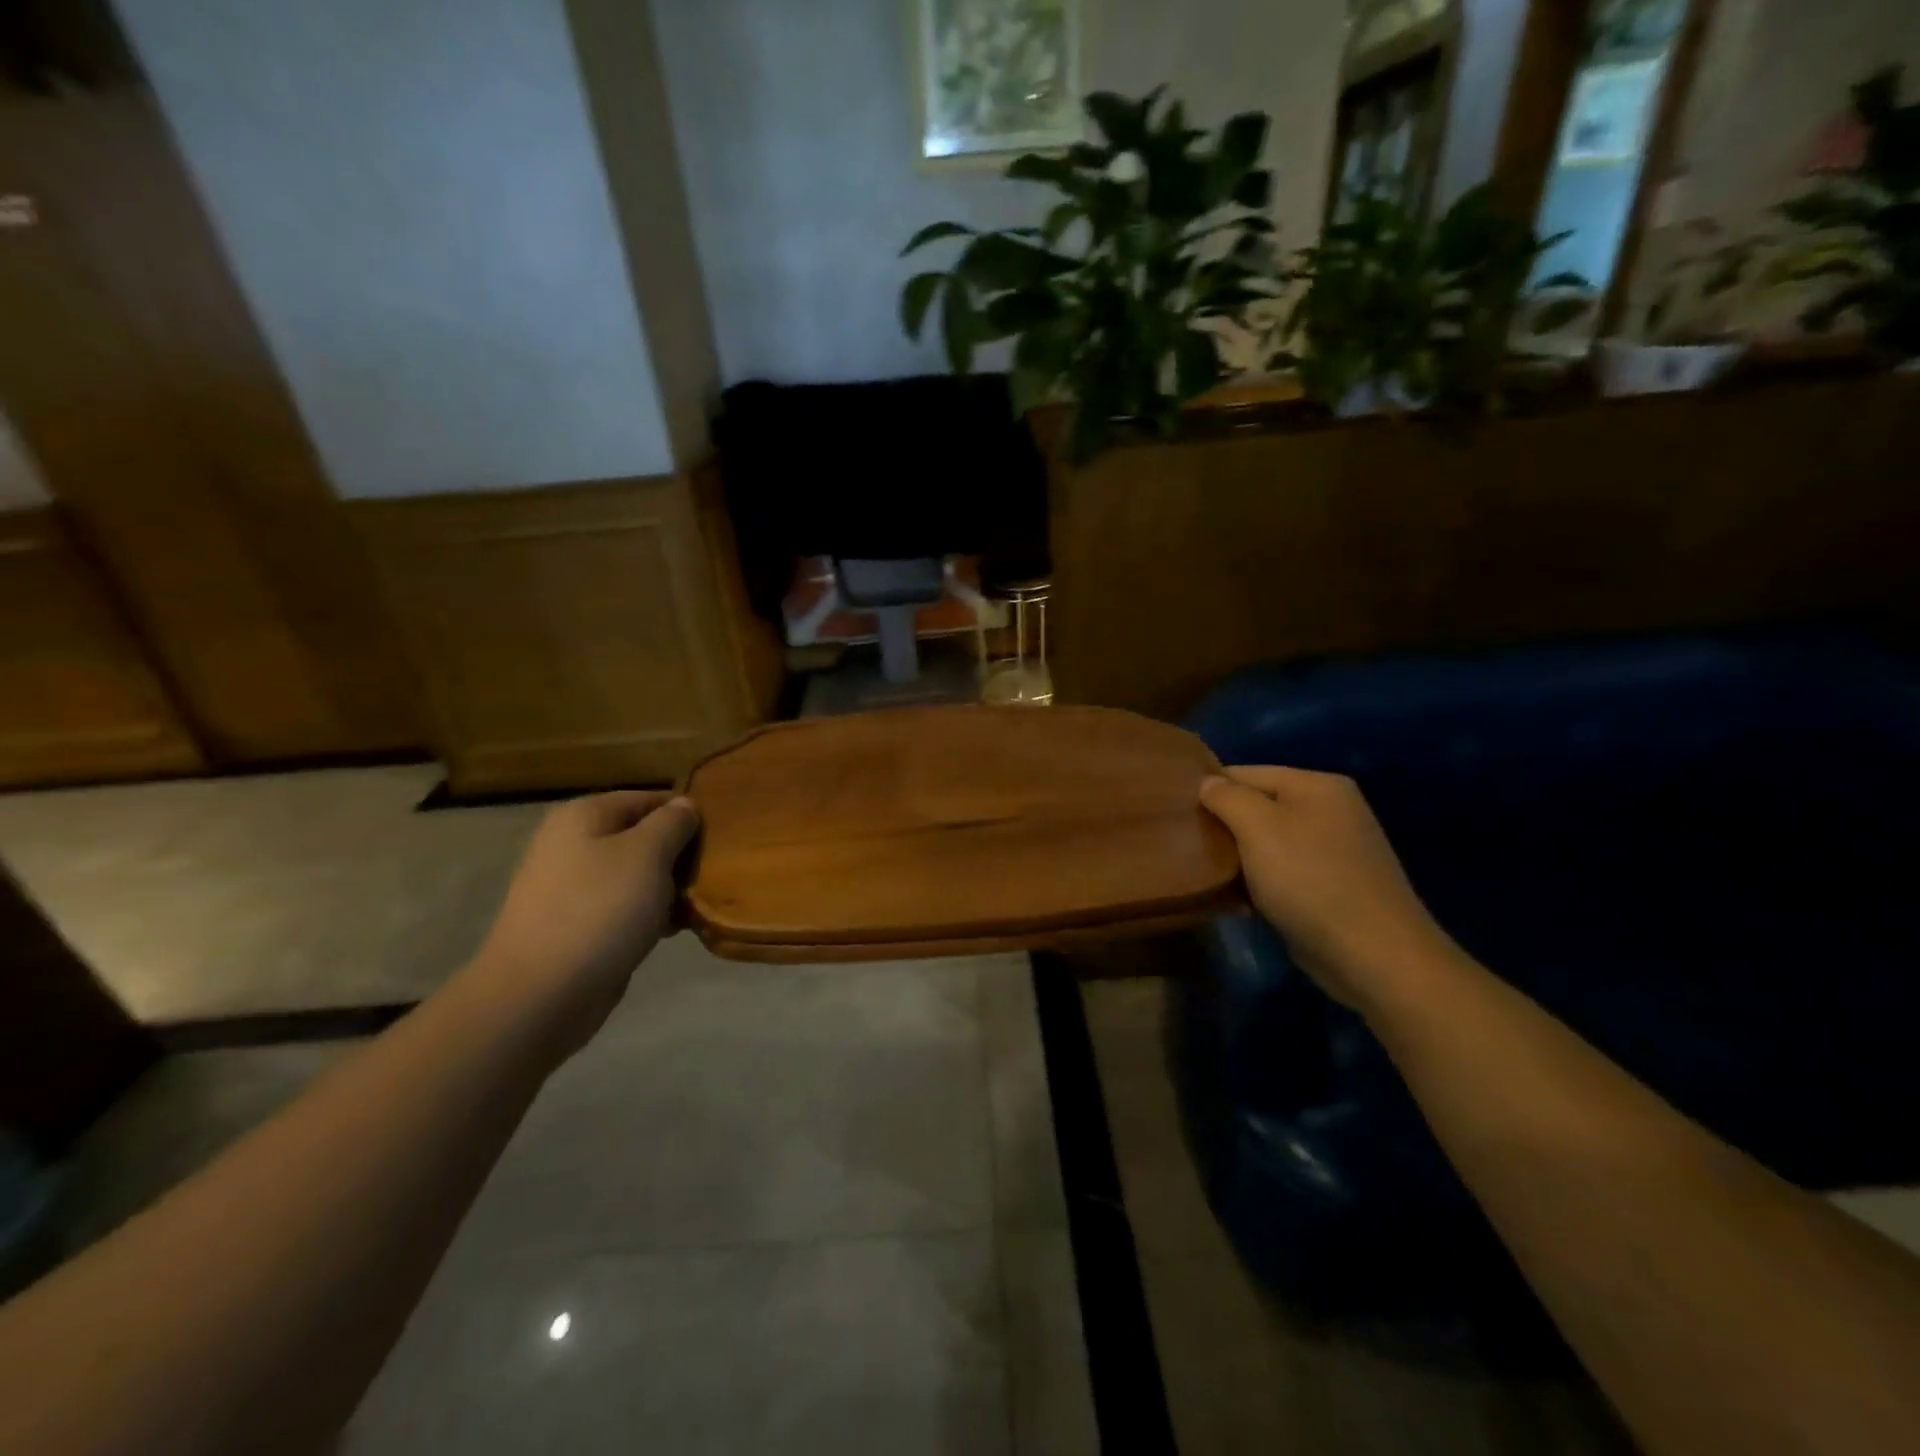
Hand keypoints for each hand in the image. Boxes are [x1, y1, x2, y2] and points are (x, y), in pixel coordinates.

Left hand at [471, 791, 700, 1053]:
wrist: (540, 994)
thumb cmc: (599, 910)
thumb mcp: (647, 855)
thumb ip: (672, 823)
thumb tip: (685, 804)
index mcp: (585, 815)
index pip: (650, 798)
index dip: (687, 814)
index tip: (720, 838)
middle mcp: (573, 842)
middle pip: (643, 836)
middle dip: (679, 855)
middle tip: (713, 874)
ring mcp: (571, 885)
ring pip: (637, 874)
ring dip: (667, 888)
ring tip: (696, 905)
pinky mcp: (576, 923)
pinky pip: (623, 906)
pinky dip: (648, 914)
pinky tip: (671, 930)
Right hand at [1200, 766, 1455, 1011]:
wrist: (1374, 955)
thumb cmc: (1310, 880)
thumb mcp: (1258, 827)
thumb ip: (1227, 796)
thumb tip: (1208, 782)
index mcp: (1318, 786)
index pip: (1248, 773)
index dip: (1211, 790)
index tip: (1179, 815)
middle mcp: (1331, 811)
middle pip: (1259, 807)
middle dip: (1225, 827)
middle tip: (1190, 848)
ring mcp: (1336, 851)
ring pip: (1268, 843)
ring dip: (1240, 860)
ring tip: (1209, 877)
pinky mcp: (1334, 888)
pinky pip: (1285, 874)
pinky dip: (1261, 884)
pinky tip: (1241, 903)